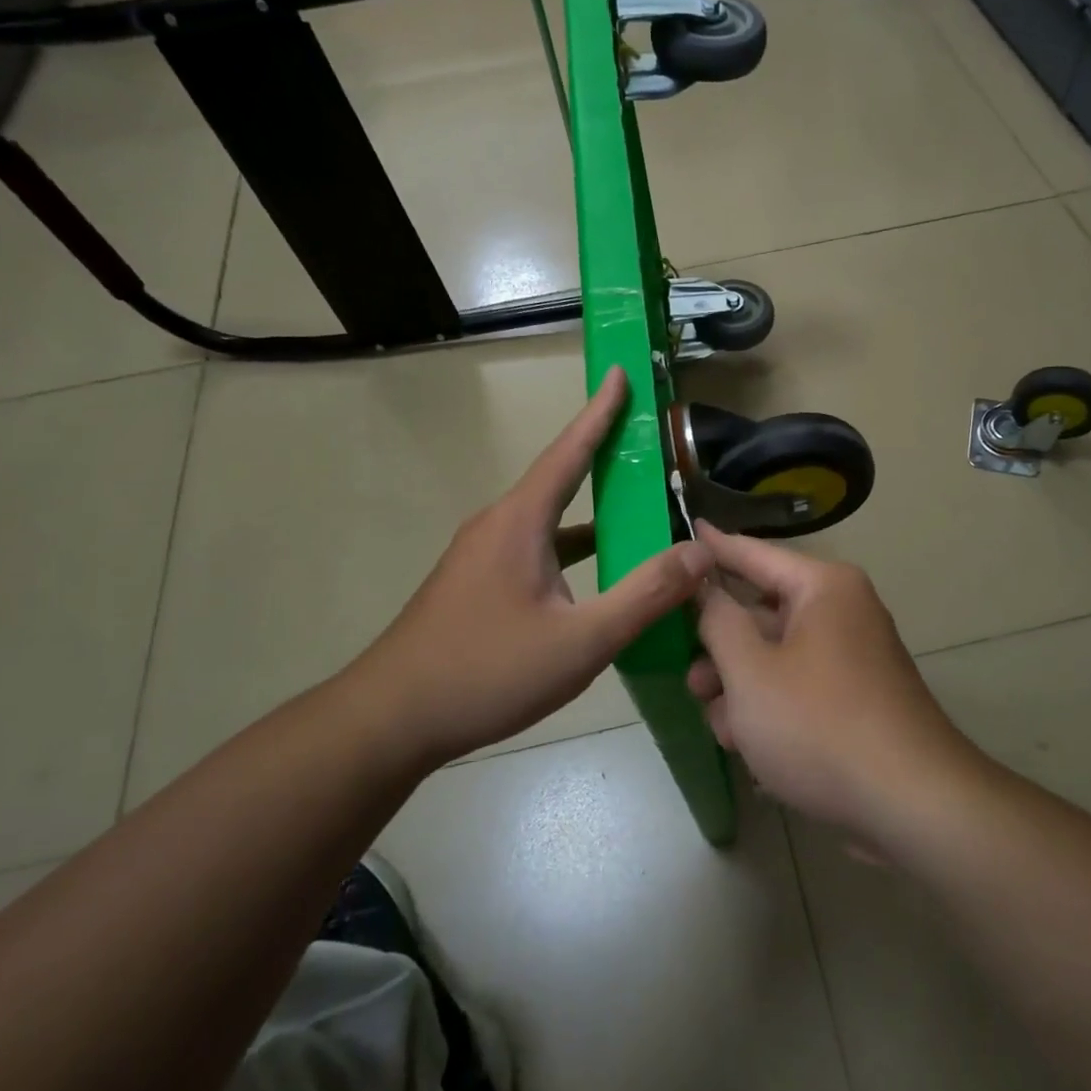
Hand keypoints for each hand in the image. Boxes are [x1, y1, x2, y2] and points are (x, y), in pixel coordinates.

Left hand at [345, 367, 712, 768]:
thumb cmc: (485, 672)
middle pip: (560, 479)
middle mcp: (498, 526)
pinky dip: (572, 547)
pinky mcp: (477, 583)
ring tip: (638, 508)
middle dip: (604, 455)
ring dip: (592, 510)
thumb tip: (699, 553)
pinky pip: (536, 549)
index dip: (600, 411)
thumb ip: (643, 596)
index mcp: (520, 522)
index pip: (568, 452)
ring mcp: (482, 555)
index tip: (620, 372)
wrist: (390, 719)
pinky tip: (597, 574)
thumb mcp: (580, 642)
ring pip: (549, 520)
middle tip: (647, 441)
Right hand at [687, 523, 973, 835]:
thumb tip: (706, 588)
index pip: (753, 553)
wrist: (912, 805)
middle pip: (762, 613)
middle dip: (721, 649)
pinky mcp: (856, 699)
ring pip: (776, 657)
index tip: (684, 528)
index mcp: (823, 588)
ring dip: (741, 689)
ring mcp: (852, 658)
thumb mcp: (750, 671)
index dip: (713, 547)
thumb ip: (718, 621)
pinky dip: (771, 709)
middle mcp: (842, 612)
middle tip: (690, 678)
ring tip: (723, 729)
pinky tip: (750, 748)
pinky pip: (799, 687)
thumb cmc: (819, 725)